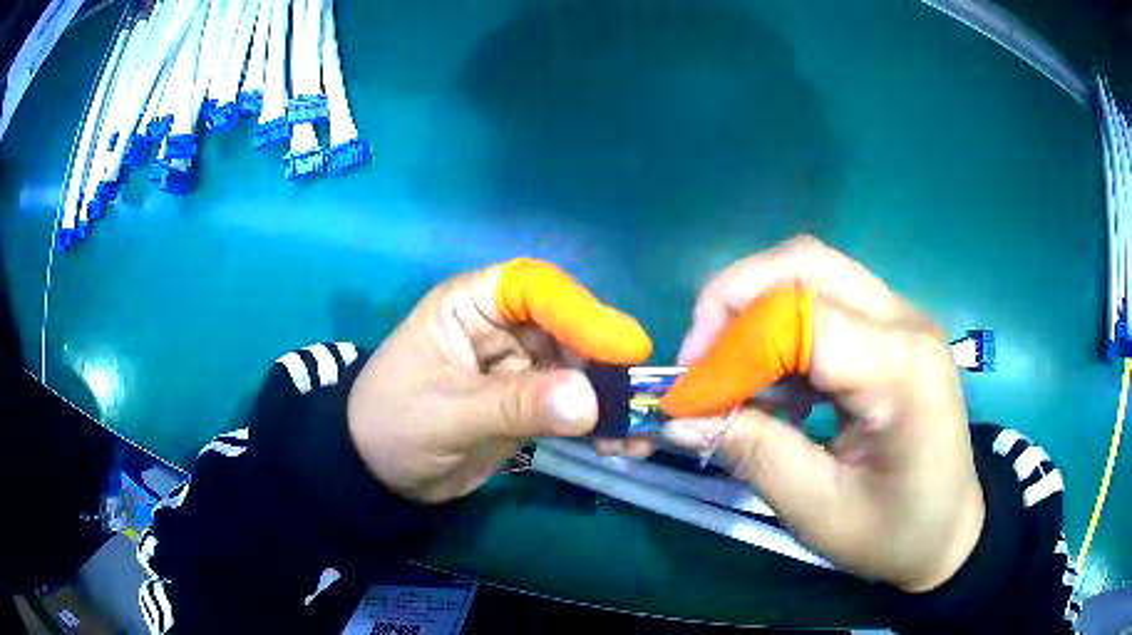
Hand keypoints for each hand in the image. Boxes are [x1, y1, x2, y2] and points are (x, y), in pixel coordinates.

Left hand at [347, 259, 651, 503]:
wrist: (380, 474)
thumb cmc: (392, 426)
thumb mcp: (446, 414)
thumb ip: (514, 404)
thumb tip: (590, 401)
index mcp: (471, 304)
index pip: (534, 289)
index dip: (581, 313)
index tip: (624, 349)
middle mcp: (502, 325)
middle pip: (568, 328)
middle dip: (605, 364)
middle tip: (640, 400)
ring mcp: (520, 364)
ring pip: (579, 368)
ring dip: (611, 398)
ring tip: (637, 433)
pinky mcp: (531, 400)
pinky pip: (573, 403)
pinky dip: (599, 422)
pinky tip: (621, 445)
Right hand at [660, 235, 983, 592]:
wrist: (951, 529)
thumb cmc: (894, 532)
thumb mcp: (819, 510)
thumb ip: (753, 454)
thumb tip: (681, 415)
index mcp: (901, 371)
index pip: (803, 318)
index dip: (732, 347)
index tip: (690, 395)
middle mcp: (906, 322)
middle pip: (806, 264)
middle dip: (735, 299)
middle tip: (701, 360)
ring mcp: (902, 318)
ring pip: (812, 270)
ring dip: (756, 309)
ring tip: (734, 373)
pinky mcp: (893, 327)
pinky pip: (826, 298)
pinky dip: (782, 326)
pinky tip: (777, 381)